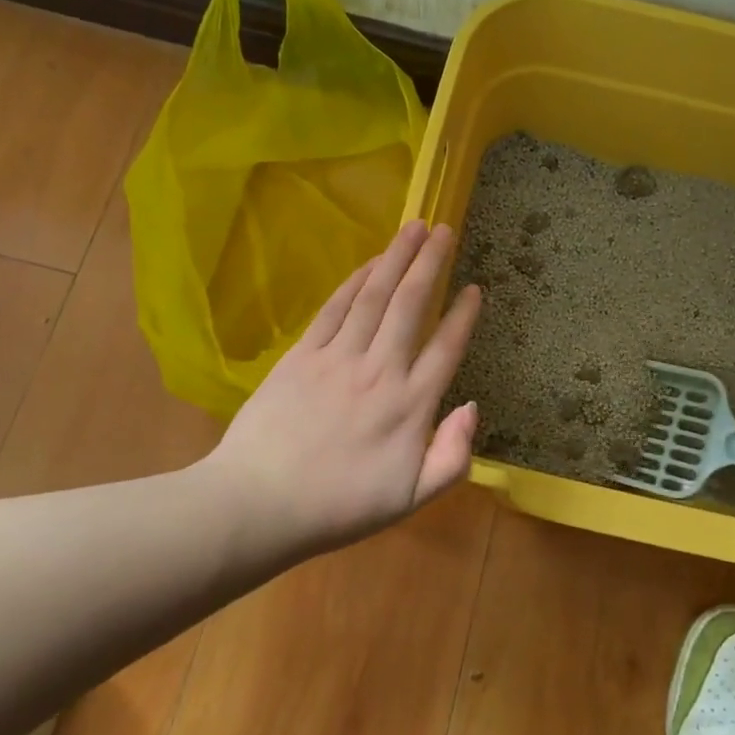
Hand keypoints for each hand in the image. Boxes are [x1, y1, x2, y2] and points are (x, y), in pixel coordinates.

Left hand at [207, 220, 481, 549]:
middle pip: (412, 304)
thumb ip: (452, 456)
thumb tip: (472, 406)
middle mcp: (380, 369)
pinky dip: (355, 281)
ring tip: (414, 228)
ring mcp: (339, 357)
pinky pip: (335, 308)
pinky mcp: (303, 354)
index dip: (464, 315)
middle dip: (431, 263)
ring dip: (396, 258)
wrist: (259, 504)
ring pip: (375, 296)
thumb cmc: (339, 506)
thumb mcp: (411, 499)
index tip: (475, 287)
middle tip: (445, 230)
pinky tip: (369, 263)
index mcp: (410, 405)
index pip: (446, 347)